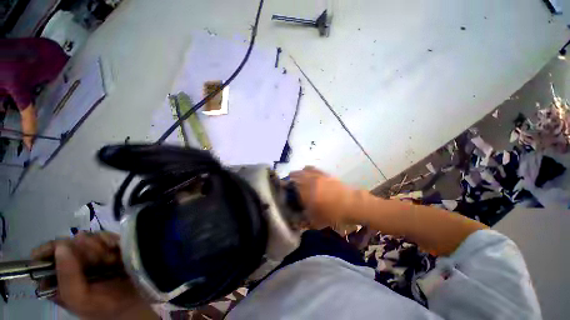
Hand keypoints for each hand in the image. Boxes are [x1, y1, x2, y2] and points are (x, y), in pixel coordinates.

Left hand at [31, 232, 156, 319]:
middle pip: (66, 245)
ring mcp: (88, 256)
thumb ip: (67, 277)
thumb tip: (61, 246)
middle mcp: (69, 266)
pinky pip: (103, 236)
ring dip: (99, 247)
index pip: (43, 258)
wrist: (136, 298)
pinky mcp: (105, 248)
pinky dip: (110, 241)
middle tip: (99, 260)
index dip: (52, 251)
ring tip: (111, 260)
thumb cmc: (106, 304)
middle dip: (82, 250)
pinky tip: (116, 250)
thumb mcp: (82, 299)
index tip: (65, 250)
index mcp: (57, 280)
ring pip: (85, 238)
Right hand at [290, 167, 355, 227]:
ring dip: (299, 172)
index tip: (284, 187)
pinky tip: (307, 169)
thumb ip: (304, 220)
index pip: (293, 186)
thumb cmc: (333, 213)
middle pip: (297, 175)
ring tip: (296, 173)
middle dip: (291, 176)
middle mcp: (310, 182)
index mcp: (306, 192)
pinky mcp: (326, 174)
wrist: (352, 204)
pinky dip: (309, 168)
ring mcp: (319, 176)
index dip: (287, 186)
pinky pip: (315, 169)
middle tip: (289, 179)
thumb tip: (296, 221)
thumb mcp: (317, 221)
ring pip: (305, 170)